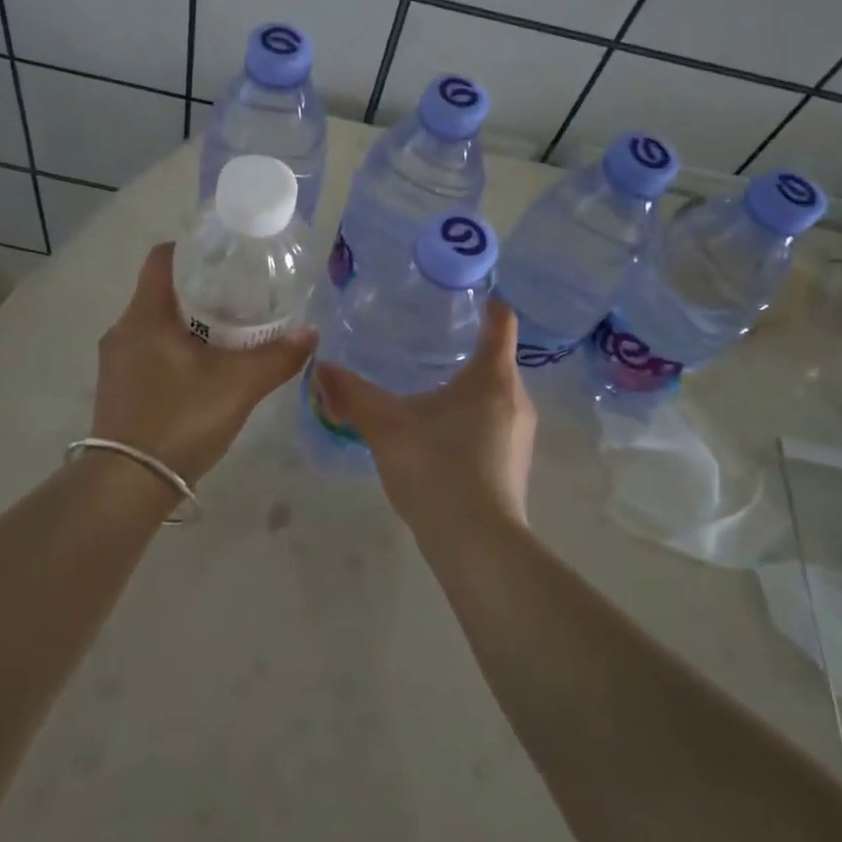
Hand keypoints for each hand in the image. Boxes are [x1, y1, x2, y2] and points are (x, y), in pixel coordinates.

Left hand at [91, 243, 315, 484]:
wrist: (127, 487)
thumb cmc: (180, 420)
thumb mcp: (238, 386)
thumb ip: (278, 357)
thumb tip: (311, 332)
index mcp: (145, 316)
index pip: (163, 258)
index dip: (194, 249)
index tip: (227, 255)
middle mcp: (123, 330)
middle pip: (163, 291)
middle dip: (202, 289)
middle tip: (242, 294)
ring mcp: (117, 362)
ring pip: (157, 324)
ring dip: (191, 322)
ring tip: (231, 331)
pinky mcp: (119, 388)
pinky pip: (150, 351)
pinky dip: (178, 348)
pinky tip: (206, 369)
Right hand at [311, 299, 534, 538]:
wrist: (477, 544)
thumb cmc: (437, 467)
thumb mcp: (386, 426)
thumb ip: (353, 394)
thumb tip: (322, 368)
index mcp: (492, 376)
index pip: (502, 322)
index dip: (487, 305)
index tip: (466, 297)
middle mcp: (516, 399)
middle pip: (498, 360)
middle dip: (468, 349)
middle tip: (429, 343)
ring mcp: (520, 436)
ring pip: (495, 397)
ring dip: (468, 389)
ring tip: (429, 390)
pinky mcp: (514, 465)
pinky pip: (494, 426)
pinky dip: (471, 420)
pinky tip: (439, 437)